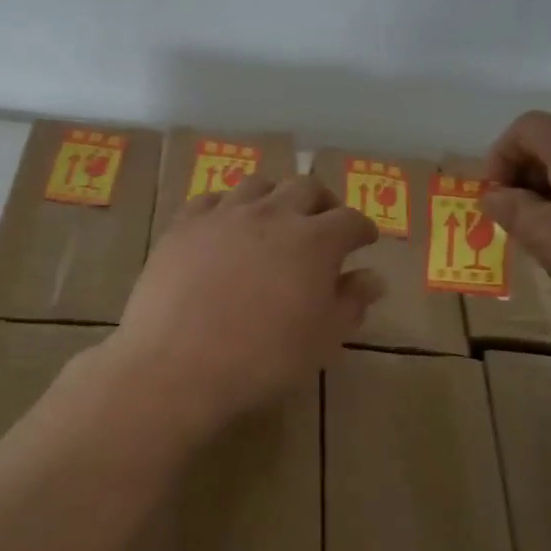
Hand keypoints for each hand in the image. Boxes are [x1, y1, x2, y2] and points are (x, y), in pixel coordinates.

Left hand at [108, 175, 383, 427]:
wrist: (177, 364)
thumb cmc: (262, 359)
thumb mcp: (321, 340)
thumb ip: (350, 303)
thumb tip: (373, 277)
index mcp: (315, 241)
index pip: (350, 220)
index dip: (362, 229)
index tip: (364, 241)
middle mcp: (272, 214)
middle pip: (306, 187)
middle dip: (323, 202)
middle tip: (324, 223)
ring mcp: (224, 214)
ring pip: (258, 185)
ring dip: (275, 197)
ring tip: (274, 218)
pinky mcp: (184, 224)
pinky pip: (211, 199)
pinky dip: (227, 207)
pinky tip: (224, 225)